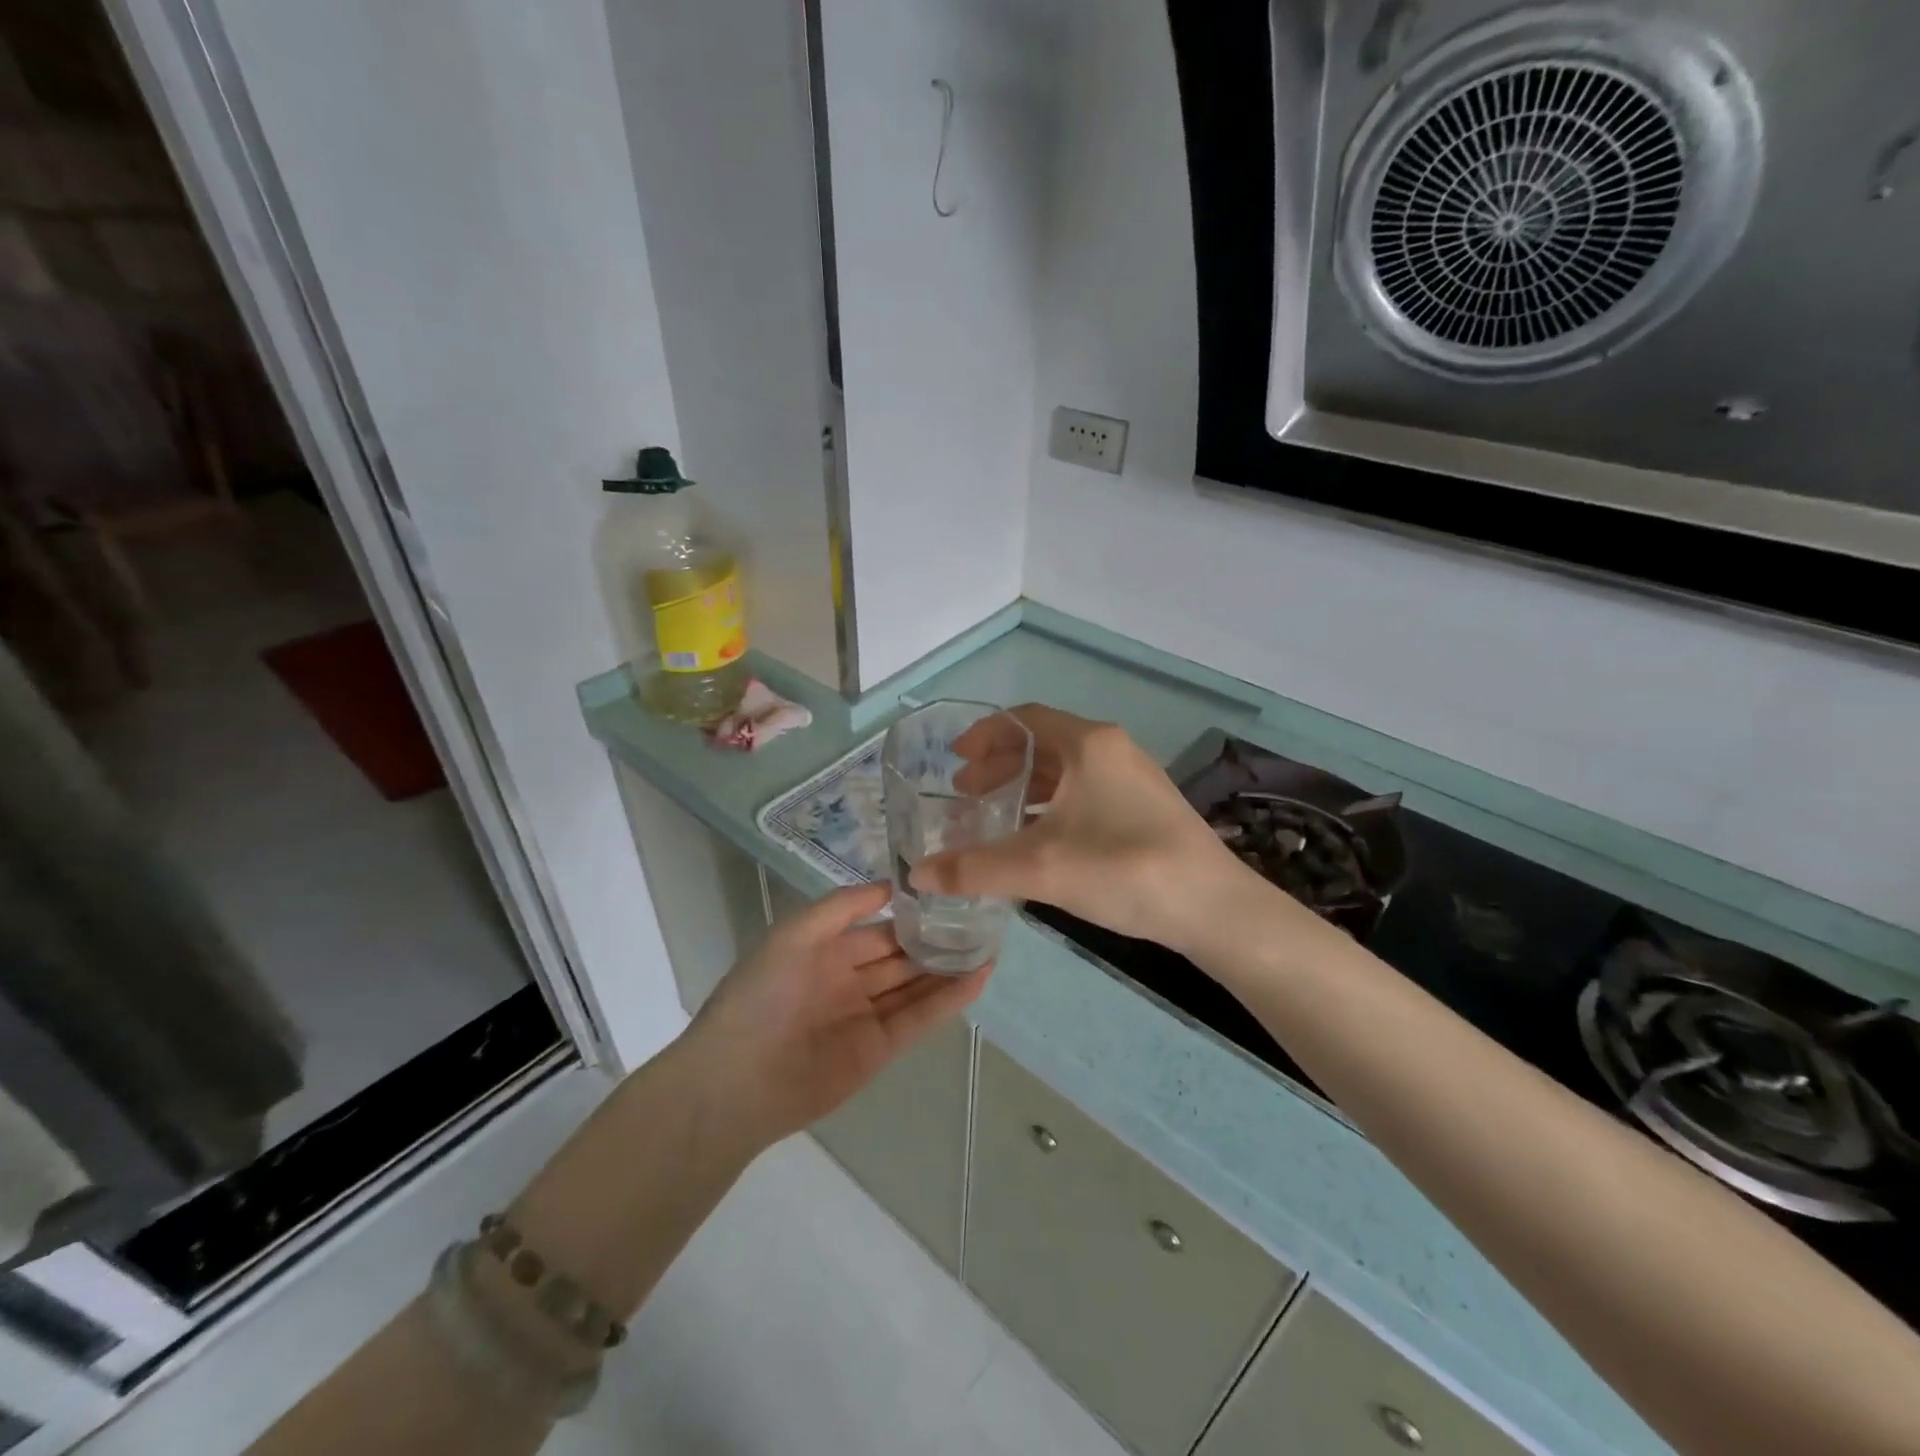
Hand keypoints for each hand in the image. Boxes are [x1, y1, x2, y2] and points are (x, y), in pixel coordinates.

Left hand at [685, 882, 989, 1146]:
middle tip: (981, 918)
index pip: (879, 928)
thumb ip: (841, 907)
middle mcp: (849, 980)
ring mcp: (866, 1015)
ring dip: (950, 967)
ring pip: (916, 985)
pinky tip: (979, 976)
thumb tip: (890, 886)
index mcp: (826, 952)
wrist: (736, 1082)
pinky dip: (949, 999)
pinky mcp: (880, 1049)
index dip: (912, 913)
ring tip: (990, 943)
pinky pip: (919, 1018)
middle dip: (937, 939)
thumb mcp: (794, 935)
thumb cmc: (760, 996)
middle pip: (902, 956)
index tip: (950, 893)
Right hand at [912, 704, 1259, 952]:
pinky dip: (1052, 804)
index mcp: (1088, 744)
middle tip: (965, 794)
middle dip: (1000, 764)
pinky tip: (1037, 838)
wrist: (1213, 908)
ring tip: (993, 815)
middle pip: (1043, 743)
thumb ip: (975, 869)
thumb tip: (917, 875)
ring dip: (1025, 786)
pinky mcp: (1144, 807)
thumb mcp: (1040, 868)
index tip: (954, 760)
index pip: (1024, 719)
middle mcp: (1112, 749)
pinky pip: (1085, 791)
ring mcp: (1132, 778)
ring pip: (1066, 770)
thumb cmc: (1124, 869)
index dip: (984, 735)